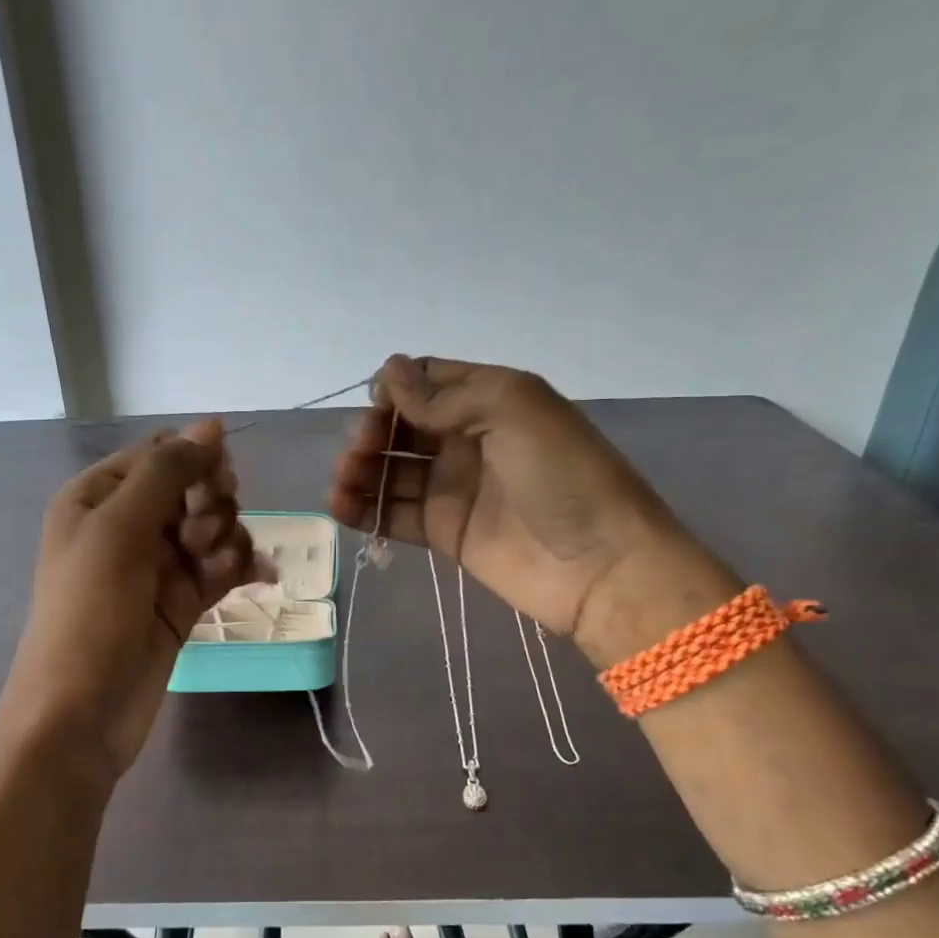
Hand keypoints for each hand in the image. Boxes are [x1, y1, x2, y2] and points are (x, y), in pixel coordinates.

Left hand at [0, 421, 264, 783]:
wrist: (80, 715)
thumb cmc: (90, 614)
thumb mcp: (119, 530)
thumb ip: (167, 471)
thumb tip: (212, 424)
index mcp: (97, 497)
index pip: (159, 454)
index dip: (195, 461)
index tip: (218, 482)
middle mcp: (126, 524)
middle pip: (193, 488)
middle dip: (212, 504)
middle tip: (202, 536)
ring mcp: (156, 565)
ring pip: (213, 527)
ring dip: (228, 539)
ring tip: (216, 569)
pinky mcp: (181, 601)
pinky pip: (220, 567)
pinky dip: (239, 567)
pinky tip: (259, 578)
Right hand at [330, 356, 710, 651]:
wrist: (600, 565)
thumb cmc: (562, 474)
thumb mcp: (512, 409)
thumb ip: (446, 396)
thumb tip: (388, 372)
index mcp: (489, 399)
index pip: (428, 381)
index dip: (396, 388)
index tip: (378, 404)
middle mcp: (468, 439)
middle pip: (403, 426)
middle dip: (372, 431)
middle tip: (360, 450)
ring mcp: (455, 488)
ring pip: (393, 470)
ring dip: (360, 469)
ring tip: (341, 480)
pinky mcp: (444, 532)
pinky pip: (395, 514)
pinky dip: (365, 509)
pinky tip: (339, 506)